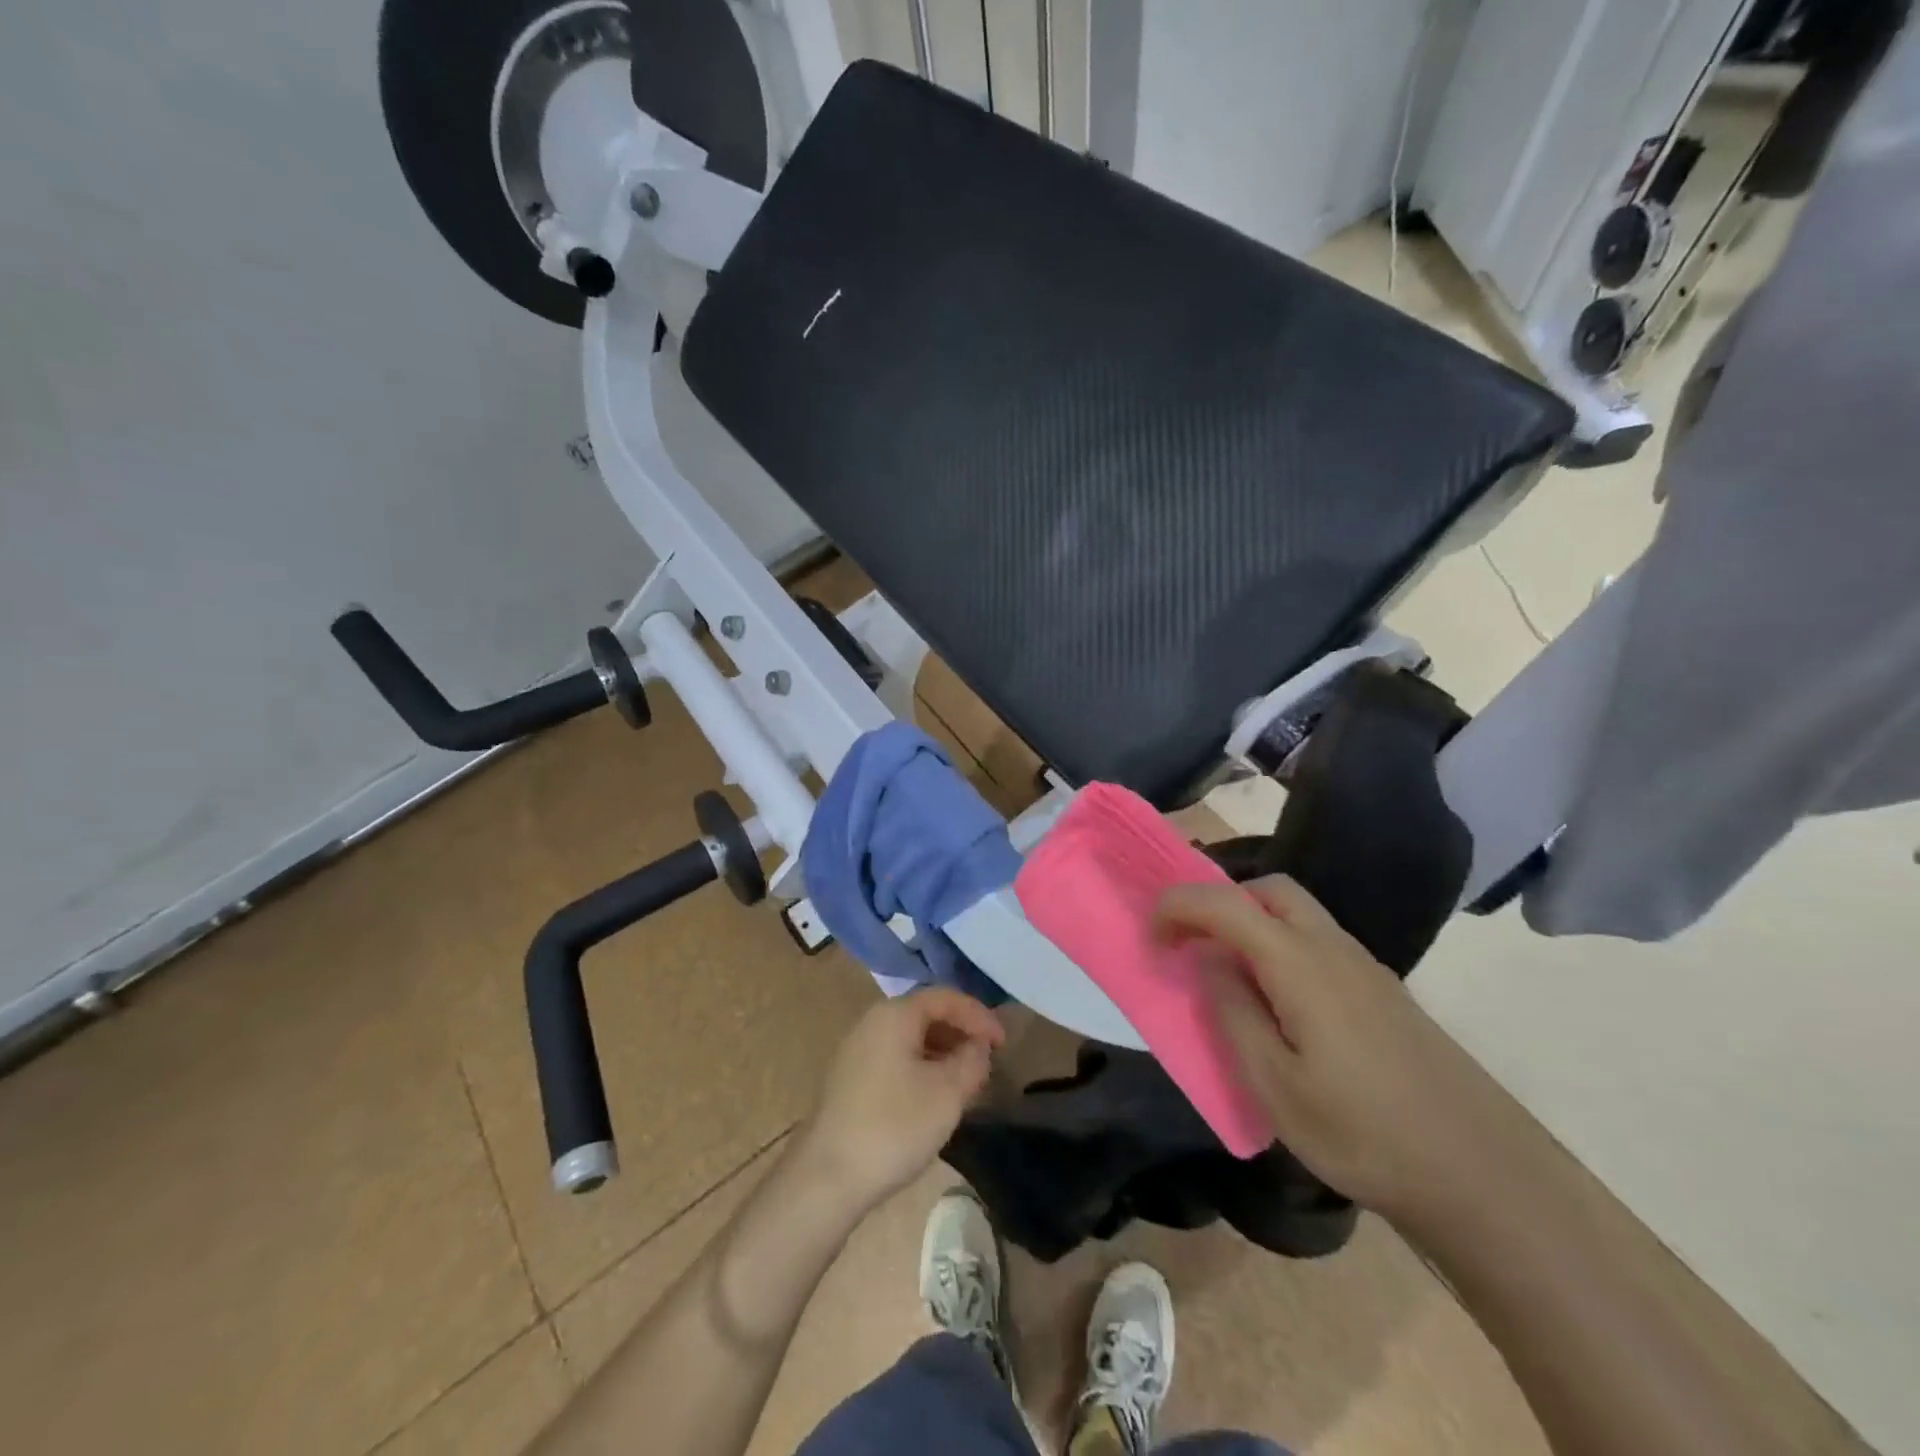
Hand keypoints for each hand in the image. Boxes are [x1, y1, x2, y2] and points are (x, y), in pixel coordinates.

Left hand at [795, 988, 1004, 1216]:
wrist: (827, 1177)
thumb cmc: (893, 1126)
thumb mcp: (948, 1093)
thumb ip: (972, 1061)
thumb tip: (978, 1046)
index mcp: (895, 1014)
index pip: (946, 998)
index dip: (979, 1015)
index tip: (1003, 1043)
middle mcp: (872, 1022)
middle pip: (926, 1014)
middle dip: (961, 1034)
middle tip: (987, 1061)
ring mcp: (857, 1050)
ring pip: (911, 1038)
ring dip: (943, 1053)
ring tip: (966, 1082)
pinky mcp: (850, 1078)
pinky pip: (895, 1058)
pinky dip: (922, 1067)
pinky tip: (933, 1098)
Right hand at [1157, 875, 1529, 1220]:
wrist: (1482, 1177)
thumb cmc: (1363, 1134)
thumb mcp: (1275, 1085)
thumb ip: (1233, 1011)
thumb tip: (1210, 961)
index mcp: (1301, 963)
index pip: (1226, 903)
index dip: (1179, 906)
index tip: (1152, 938)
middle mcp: (1335, 949)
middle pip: (1270, 890)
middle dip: (1221, 902)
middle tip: (1194, 945)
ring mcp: (1367, 968)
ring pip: (1299, 914)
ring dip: (1253, 923)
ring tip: (1230, 976)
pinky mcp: (1385, 993)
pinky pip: (1320, 943)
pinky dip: (1282, 947)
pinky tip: (1281, 1004)